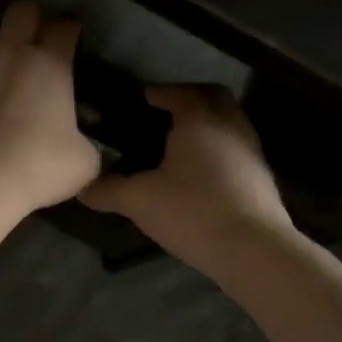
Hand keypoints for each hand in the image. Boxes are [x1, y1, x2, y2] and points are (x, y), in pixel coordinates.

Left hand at [0, 0, 102, 229]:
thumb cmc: (37, 170)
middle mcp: (10, 50)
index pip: (64, 30)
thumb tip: (85, 146)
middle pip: (23, 11)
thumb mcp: (83, 162)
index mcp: (52, 65)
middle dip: (30, 14)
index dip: (68, 29)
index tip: (69, 35)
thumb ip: (87, 144)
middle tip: (30, 26)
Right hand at [82, 84, 291, 266]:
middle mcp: (230, 125)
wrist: (252, 248)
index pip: (179, 92)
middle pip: (213, 98)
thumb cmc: (191, 211)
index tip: (142, 98)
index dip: (159, 92)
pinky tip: (200, 175)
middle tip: (165, 112)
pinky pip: (236, 150)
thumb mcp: (139, 201)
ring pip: (228, 123)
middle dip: (189, 98)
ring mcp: (251, 151)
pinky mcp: (261, 178)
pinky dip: (217, 150)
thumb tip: (81, 186)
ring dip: (207, 125)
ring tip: (180, 145)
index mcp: (199, 119)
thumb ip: (108, 190)